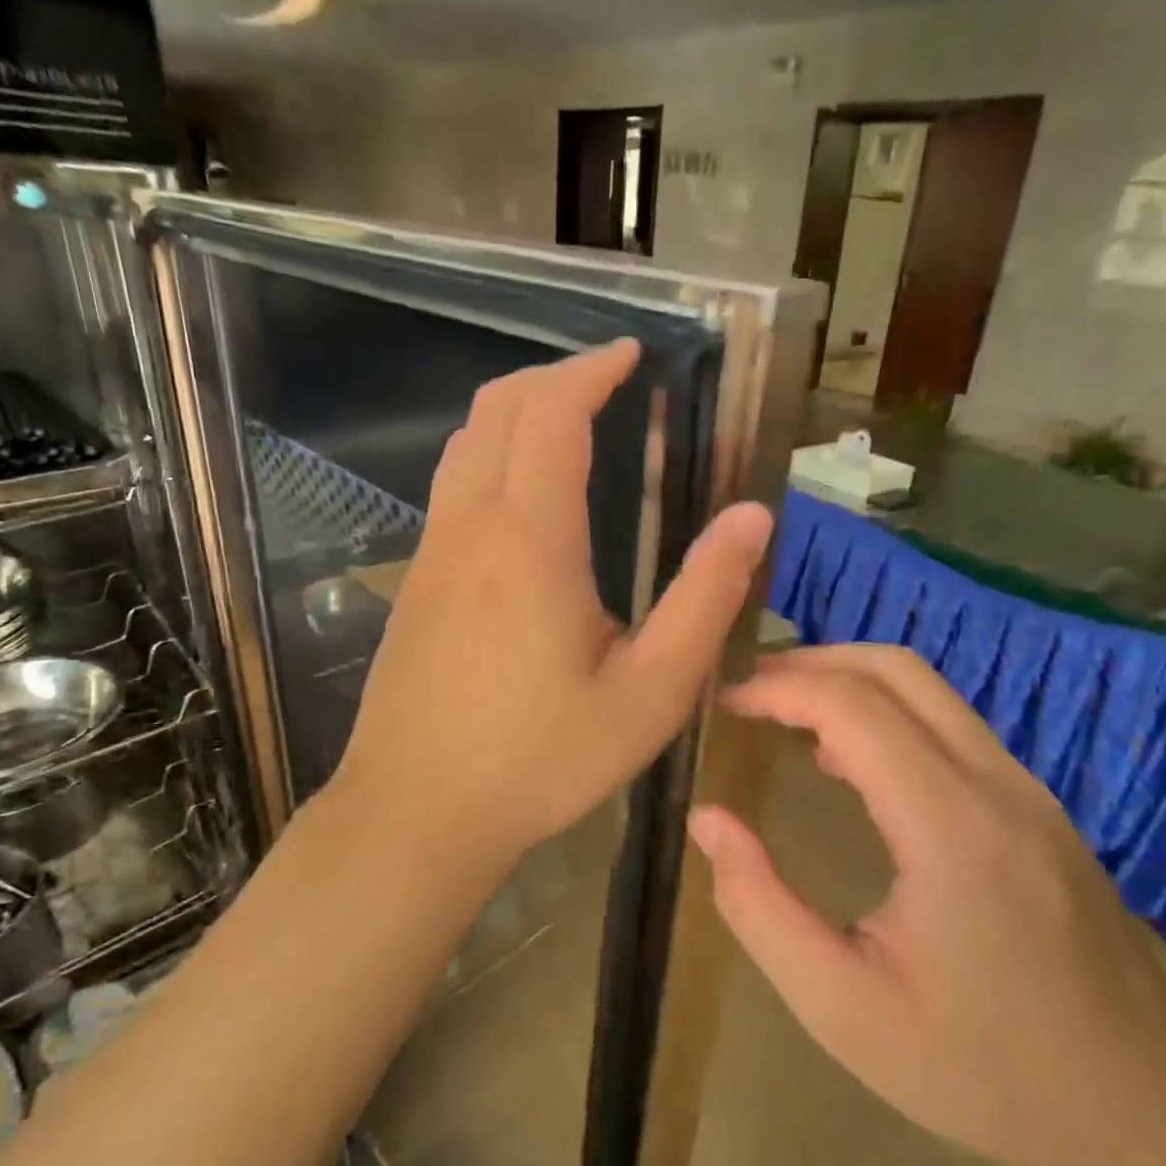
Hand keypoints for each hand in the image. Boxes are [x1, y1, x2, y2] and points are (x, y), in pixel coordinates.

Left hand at [333, 340, 771, 879]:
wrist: (418, 812)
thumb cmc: (542, 759)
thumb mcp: (650, 691)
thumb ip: (705, 598)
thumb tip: (751, 515)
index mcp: (530, 539)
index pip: (552, 414)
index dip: (591, 370)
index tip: (630, 353)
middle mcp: (471, 527)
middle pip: (498, 410)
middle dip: (553, 376)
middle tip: (606, 378)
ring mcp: (432, 553)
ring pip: (465, 444)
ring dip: (515, 411)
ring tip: (567, 419)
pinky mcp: (415, 584)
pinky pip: (452, 487)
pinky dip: (491, 454)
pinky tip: (523, 495)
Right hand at [690, 645, 1165, 1165]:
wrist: (1146, 1115)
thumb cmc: (982, 1070)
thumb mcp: (841, 1008)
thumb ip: (759, 908)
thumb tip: (707, 819)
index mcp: (949, 825)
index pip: (852, 705)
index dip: (778, 688)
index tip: (724, 703)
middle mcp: (995, 783)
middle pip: (895, 669)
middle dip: (811, 663)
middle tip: (747, 692)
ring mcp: (1026, 789)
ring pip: (927, 688)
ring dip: (848, 682)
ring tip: (782, 714)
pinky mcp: (1036, 805)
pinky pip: (949, 724)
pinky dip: (884, 713)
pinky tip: (847, 761)